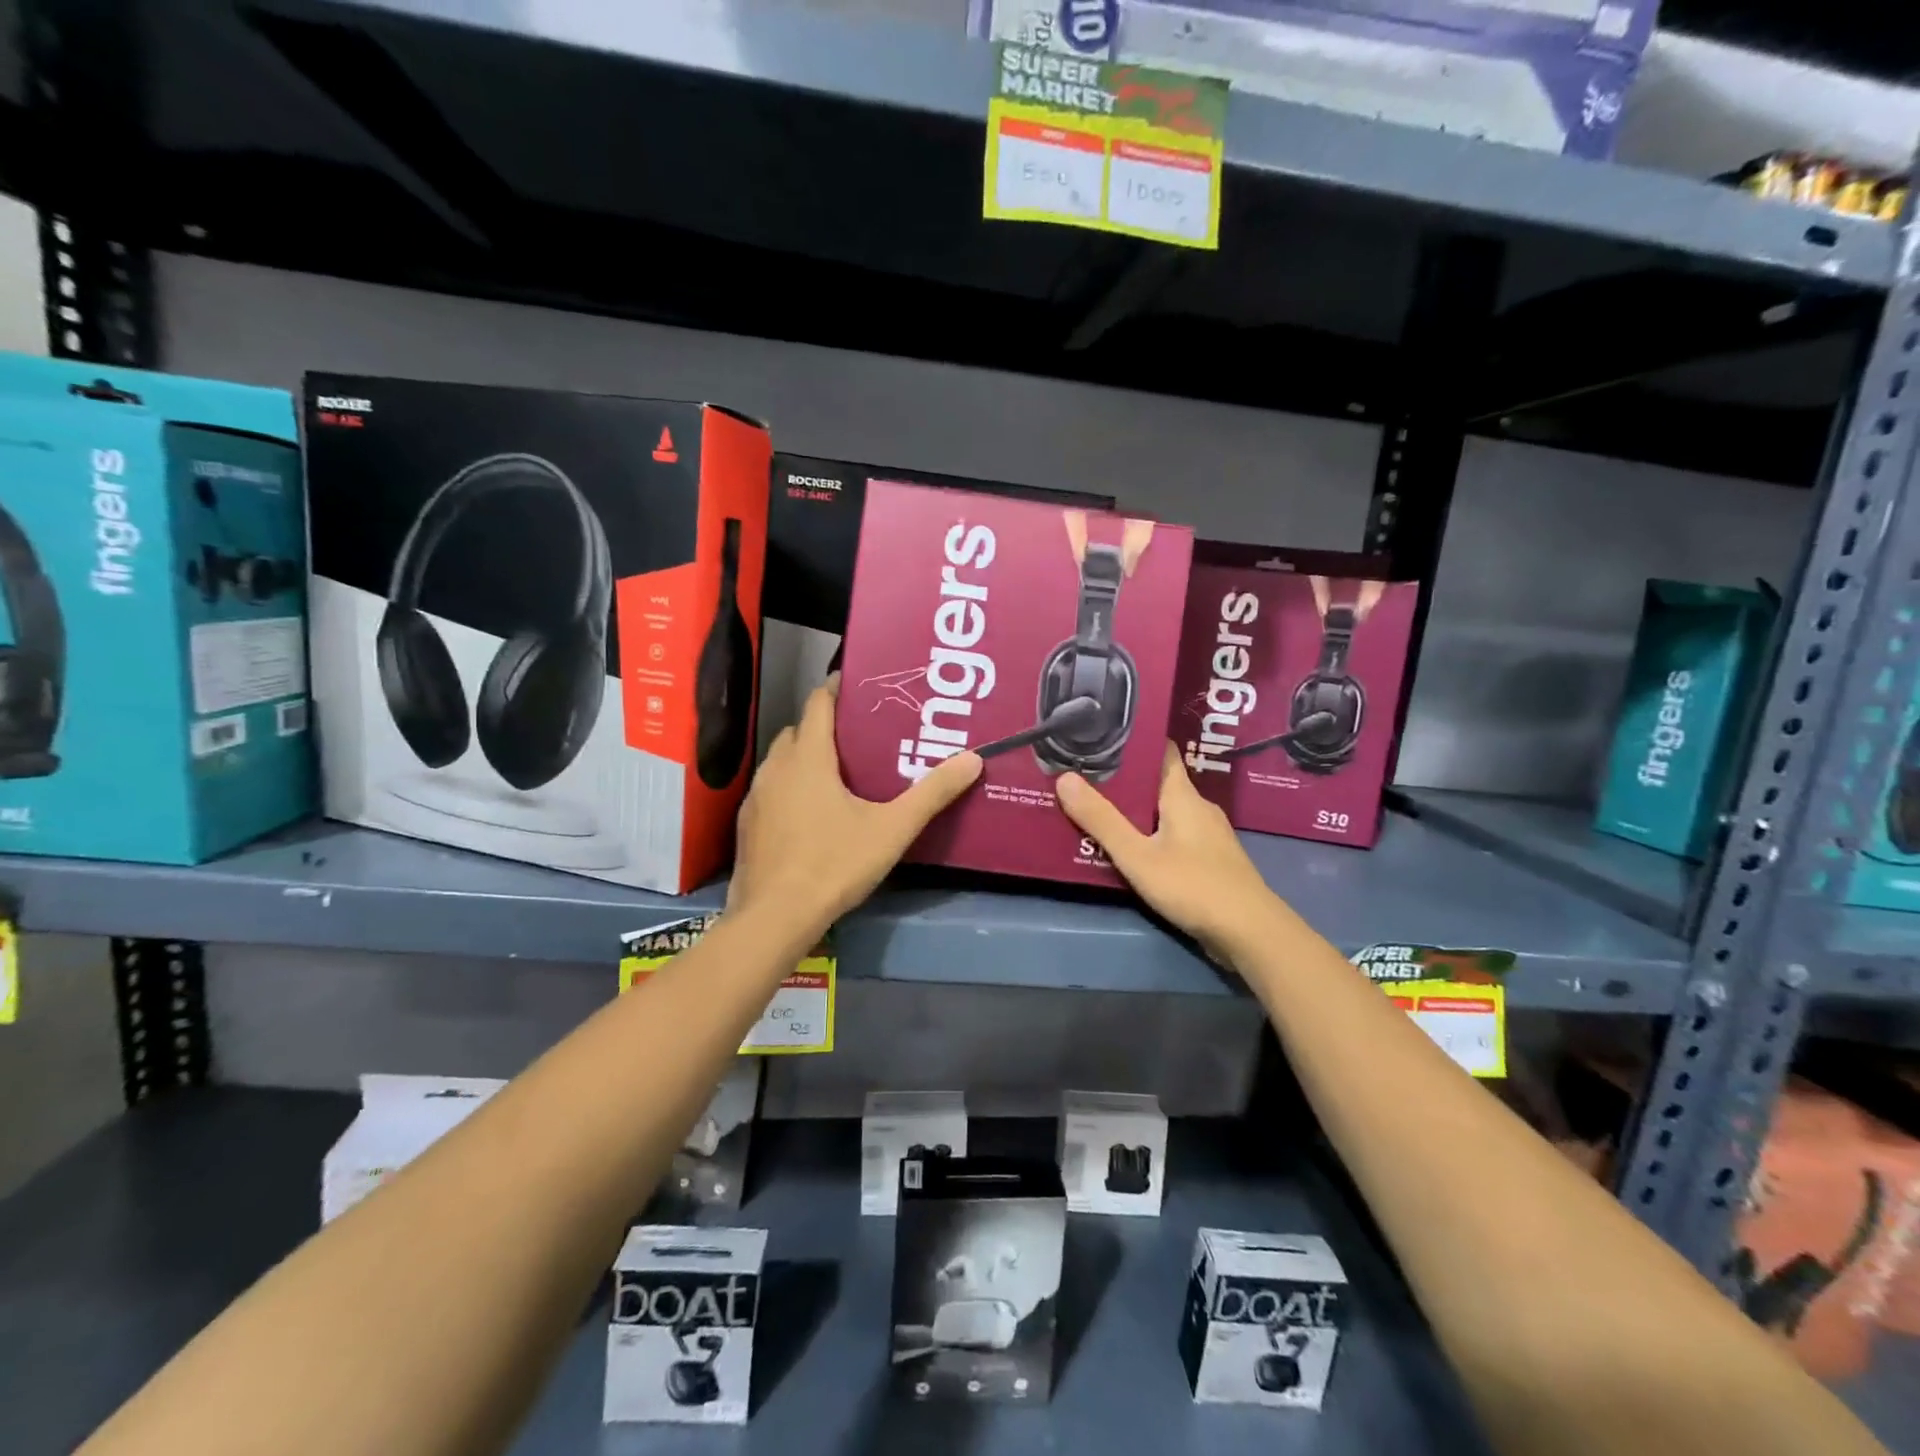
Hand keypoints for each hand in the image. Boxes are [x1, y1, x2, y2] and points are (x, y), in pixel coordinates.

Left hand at [729, 678, 981, 936]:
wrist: (775, 916)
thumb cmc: (835, 864)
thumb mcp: (892, 829)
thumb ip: (932, 794)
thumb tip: (973, 759)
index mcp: (809, 758)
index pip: (818, 704)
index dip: (836, 689)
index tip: (858, 685)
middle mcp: (777, 768)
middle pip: (797, 730)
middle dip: (822, 725)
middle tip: (856, 735)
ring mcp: (756, 796)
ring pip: (780, 760)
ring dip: (802, 756)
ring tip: (834, 771)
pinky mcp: (747, 823)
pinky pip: (770, 789)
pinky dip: (788, 786)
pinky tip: (808, 812)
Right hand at [1057, 743, 1284, 965]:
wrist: (1251, 933)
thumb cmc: (1193, 886)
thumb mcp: (1137, 855)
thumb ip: (1101, 820)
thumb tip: (1065, 778)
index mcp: (1183, 795)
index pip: (1162, 751)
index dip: (1135, 742)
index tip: (1102, 736)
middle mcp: (1199, 807)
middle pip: (1159, 783)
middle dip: (1125, 781)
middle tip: (1085, 778)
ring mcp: (1209, 835)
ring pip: (1166, 811)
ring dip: (1137, 811)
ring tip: (1099, 812)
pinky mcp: (1211, 860)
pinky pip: (1175, 835)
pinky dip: (1151, 835)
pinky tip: (1131, 849)